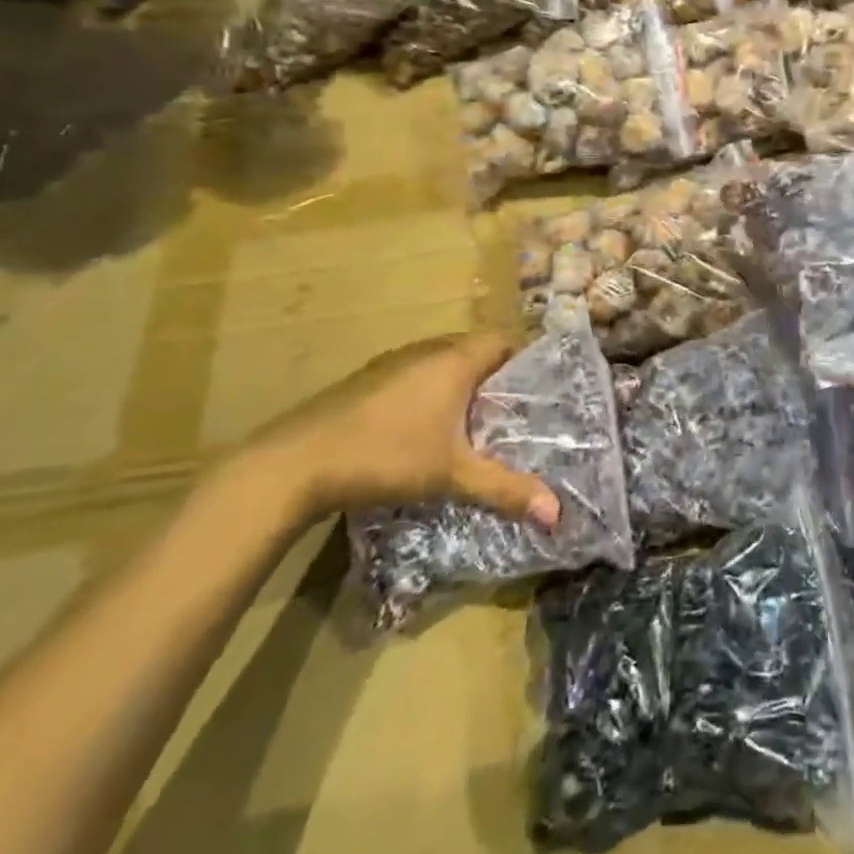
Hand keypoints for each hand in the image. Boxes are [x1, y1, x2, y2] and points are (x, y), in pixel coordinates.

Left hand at [250, 333, 560, 529]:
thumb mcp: (452, 475)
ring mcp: (392, 362)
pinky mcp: (367, 380)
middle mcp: (426, 351)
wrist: (296, 462)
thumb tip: (557, 514)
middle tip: (511, 412)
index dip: (524, 358)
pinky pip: (414, 375)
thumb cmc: (387, 455)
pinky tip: (423, 430)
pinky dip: (429, 392)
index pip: (503, 339)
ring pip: (441, 362)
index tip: (538, 390)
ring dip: (459, 384)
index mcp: (454, 360)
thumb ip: (505, 489)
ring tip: (473, 423)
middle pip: (473, 349)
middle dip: (495, 376)